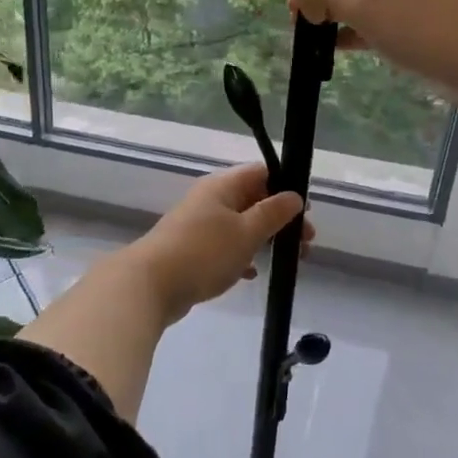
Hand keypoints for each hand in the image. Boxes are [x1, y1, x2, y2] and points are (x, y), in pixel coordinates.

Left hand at [129, 163, 312, 321]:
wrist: (150, 285)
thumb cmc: (204, 253)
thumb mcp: (246, 232)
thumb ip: (273, 213)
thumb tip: (294, 195)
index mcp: (223, 186)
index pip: (262, 173)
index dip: (287, 188)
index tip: (306, 213)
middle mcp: (210, 199)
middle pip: (254, 199)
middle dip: (281, 219)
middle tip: (306, 243)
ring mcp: (199, 224)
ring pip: (241, 224)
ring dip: (265, 239)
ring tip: (288, 260)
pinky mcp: (192, 249)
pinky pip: (225, 246)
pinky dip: (242, 255)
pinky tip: (252, 273)